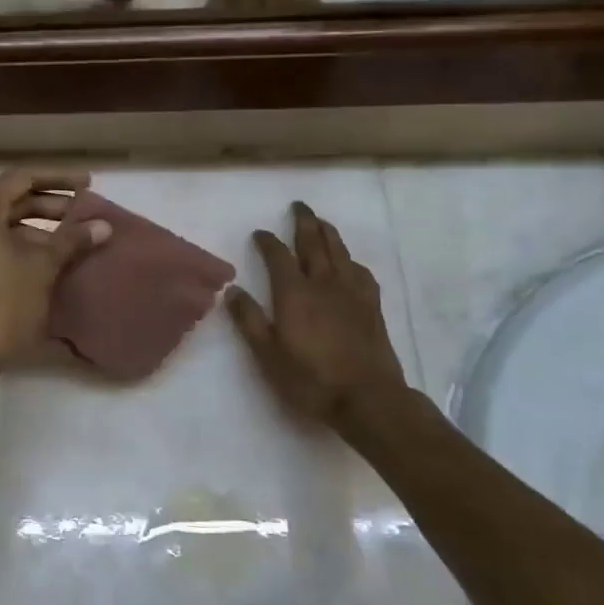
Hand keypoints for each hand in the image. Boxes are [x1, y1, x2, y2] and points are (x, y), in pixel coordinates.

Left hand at [0, 169, 111, 384]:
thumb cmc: (1, 303)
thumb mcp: (42, 267)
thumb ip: (72, 240)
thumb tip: (103, 225)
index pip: (22, 178)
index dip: (58, 179)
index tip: (88, 184)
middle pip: (12, 199)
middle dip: (50, 205)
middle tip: (85, 213)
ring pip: (4, 223)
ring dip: (38, 227)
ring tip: (73, 238)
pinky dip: (21, 244)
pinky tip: (49, 258)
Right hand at [225, 202, 432, 440]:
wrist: (368, 399)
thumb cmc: (311, 379)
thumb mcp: (268, 355)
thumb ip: (250, 320)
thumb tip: (232, 290)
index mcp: (294, 293)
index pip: (279, 256)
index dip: (268, 241)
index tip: (260, 233)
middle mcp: (323, 284)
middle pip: (313, 243)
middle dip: (304, 222)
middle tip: (298, 205)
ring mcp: (351, 293)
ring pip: (339, 252)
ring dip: (328, 233)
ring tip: (321, 222)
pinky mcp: (372, 306)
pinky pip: (361, 272)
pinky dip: (351, 260)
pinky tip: (349, 263)